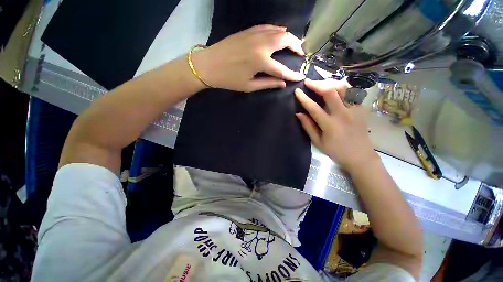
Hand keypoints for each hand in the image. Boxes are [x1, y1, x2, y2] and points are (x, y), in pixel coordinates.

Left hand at [192, 25, 305, 92]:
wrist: (209, 64)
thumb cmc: (229, 79)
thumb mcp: (249, 86)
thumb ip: (268, 84)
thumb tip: (282, 84)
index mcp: (260, 61)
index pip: (282, 69)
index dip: (292, 74)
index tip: (300, 76)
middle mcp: (260, 44)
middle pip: (285, 40)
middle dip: (296, 46)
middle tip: (301, 53)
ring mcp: (254, 34)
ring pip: (278, 31)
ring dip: (289, 36)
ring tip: (294, 43)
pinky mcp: (248, 30)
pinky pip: (267, 27)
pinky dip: (277, 30)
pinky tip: (280, 33)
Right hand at [295, 79, 378, 170]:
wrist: (360, 156)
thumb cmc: (336, 151)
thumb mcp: (318, 142)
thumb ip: (308, 127)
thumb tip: (299, 113)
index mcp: (330, 125)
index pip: (314, 108)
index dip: (303, 98)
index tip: (297, 91)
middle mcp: (343, 114)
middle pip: (331, 92)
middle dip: (317, 84)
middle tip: (308, 82)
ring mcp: (355, 110)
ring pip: (344, 88)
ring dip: (331, 83)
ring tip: (321, 83)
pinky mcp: (362, 108)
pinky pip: (352, 92)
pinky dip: (343, 87)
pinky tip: (335, 88)